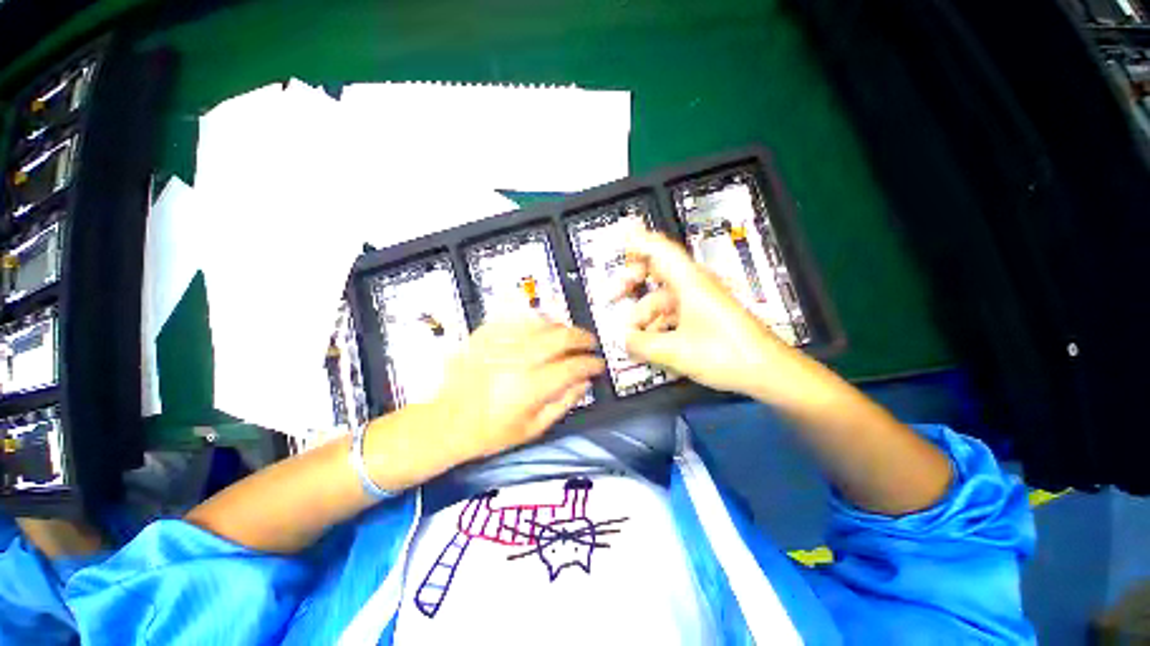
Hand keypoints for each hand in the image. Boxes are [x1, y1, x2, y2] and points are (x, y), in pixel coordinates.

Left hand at [430, 317, 605, 465]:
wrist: (446, 422)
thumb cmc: (491, 432)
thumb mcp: (533, 429)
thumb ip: (564, 402)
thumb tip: (584, 382)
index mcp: (530, 388)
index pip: (573, 367)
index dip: (591, 363)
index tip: (598, 365)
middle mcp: (517, 360)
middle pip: (560, 337)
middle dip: (582, 337)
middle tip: (590, 343)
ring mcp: (499, 344)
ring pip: (541, 322)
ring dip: (561, 326)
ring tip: (567, 335)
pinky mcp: (485, 335)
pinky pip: (517, 317)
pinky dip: (535, 319)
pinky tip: (541, 327)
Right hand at [618, 230, 787, 396]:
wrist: (769, 371)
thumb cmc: (725, 354)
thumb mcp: (676, 351)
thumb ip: (642, 344)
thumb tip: (623, 339)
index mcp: (689, 282)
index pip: (659, 249)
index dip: (636, 241)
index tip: (618, 238)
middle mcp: (694, 285)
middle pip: (657, 269)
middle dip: (632, 280)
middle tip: (614, 294)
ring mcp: (700, 300)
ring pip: (662, 297)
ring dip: (644, 313)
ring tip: (631, 338)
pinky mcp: (704, 315)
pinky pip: (673, 312)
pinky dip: (657, 324)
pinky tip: (649, 343)